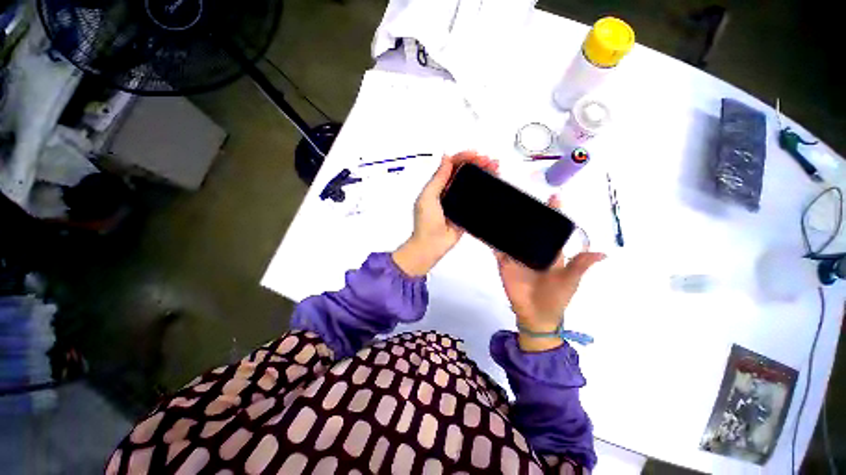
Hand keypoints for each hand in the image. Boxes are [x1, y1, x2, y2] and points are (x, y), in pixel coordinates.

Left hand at [393, 151, 498, 275]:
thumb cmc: (425, 222)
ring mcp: (458, 201)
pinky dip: (484, 190)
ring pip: (471, 183)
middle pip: (464, 172)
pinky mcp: (466, 211)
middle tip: (488, 160)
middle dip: (476, 163)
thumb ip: (438, 179)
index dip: (463, 158)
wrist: (431, 245)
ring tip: (494, 168)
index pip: (451, 166)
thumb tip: (446, 159)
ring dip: (482, 174)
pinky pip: (476, 198)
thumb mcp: (428, 197)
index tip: (475, 155)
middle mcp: (448, 191)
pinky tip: (492, 184)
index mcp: (437, 186)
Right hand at [496, 196, 604, 350]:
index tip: (554, 196)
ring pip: (513, 236)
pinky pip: (497, 249)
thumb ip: (581, 266)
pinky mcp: (504, 262)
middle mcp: (533, 250)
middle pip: (530, 229)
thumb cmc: (556, 298)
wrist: (536, 314)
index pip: (553, 229)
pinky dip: (492, 240)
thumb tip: (604, 253)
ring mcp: (517, 256)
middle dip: (528, 214)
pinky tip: (487, 228)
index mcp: (551, 252)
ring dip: (509, 224)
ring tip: (504, 206)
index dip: (555, 214)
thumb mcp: (570, 281)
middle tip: (522, 196)